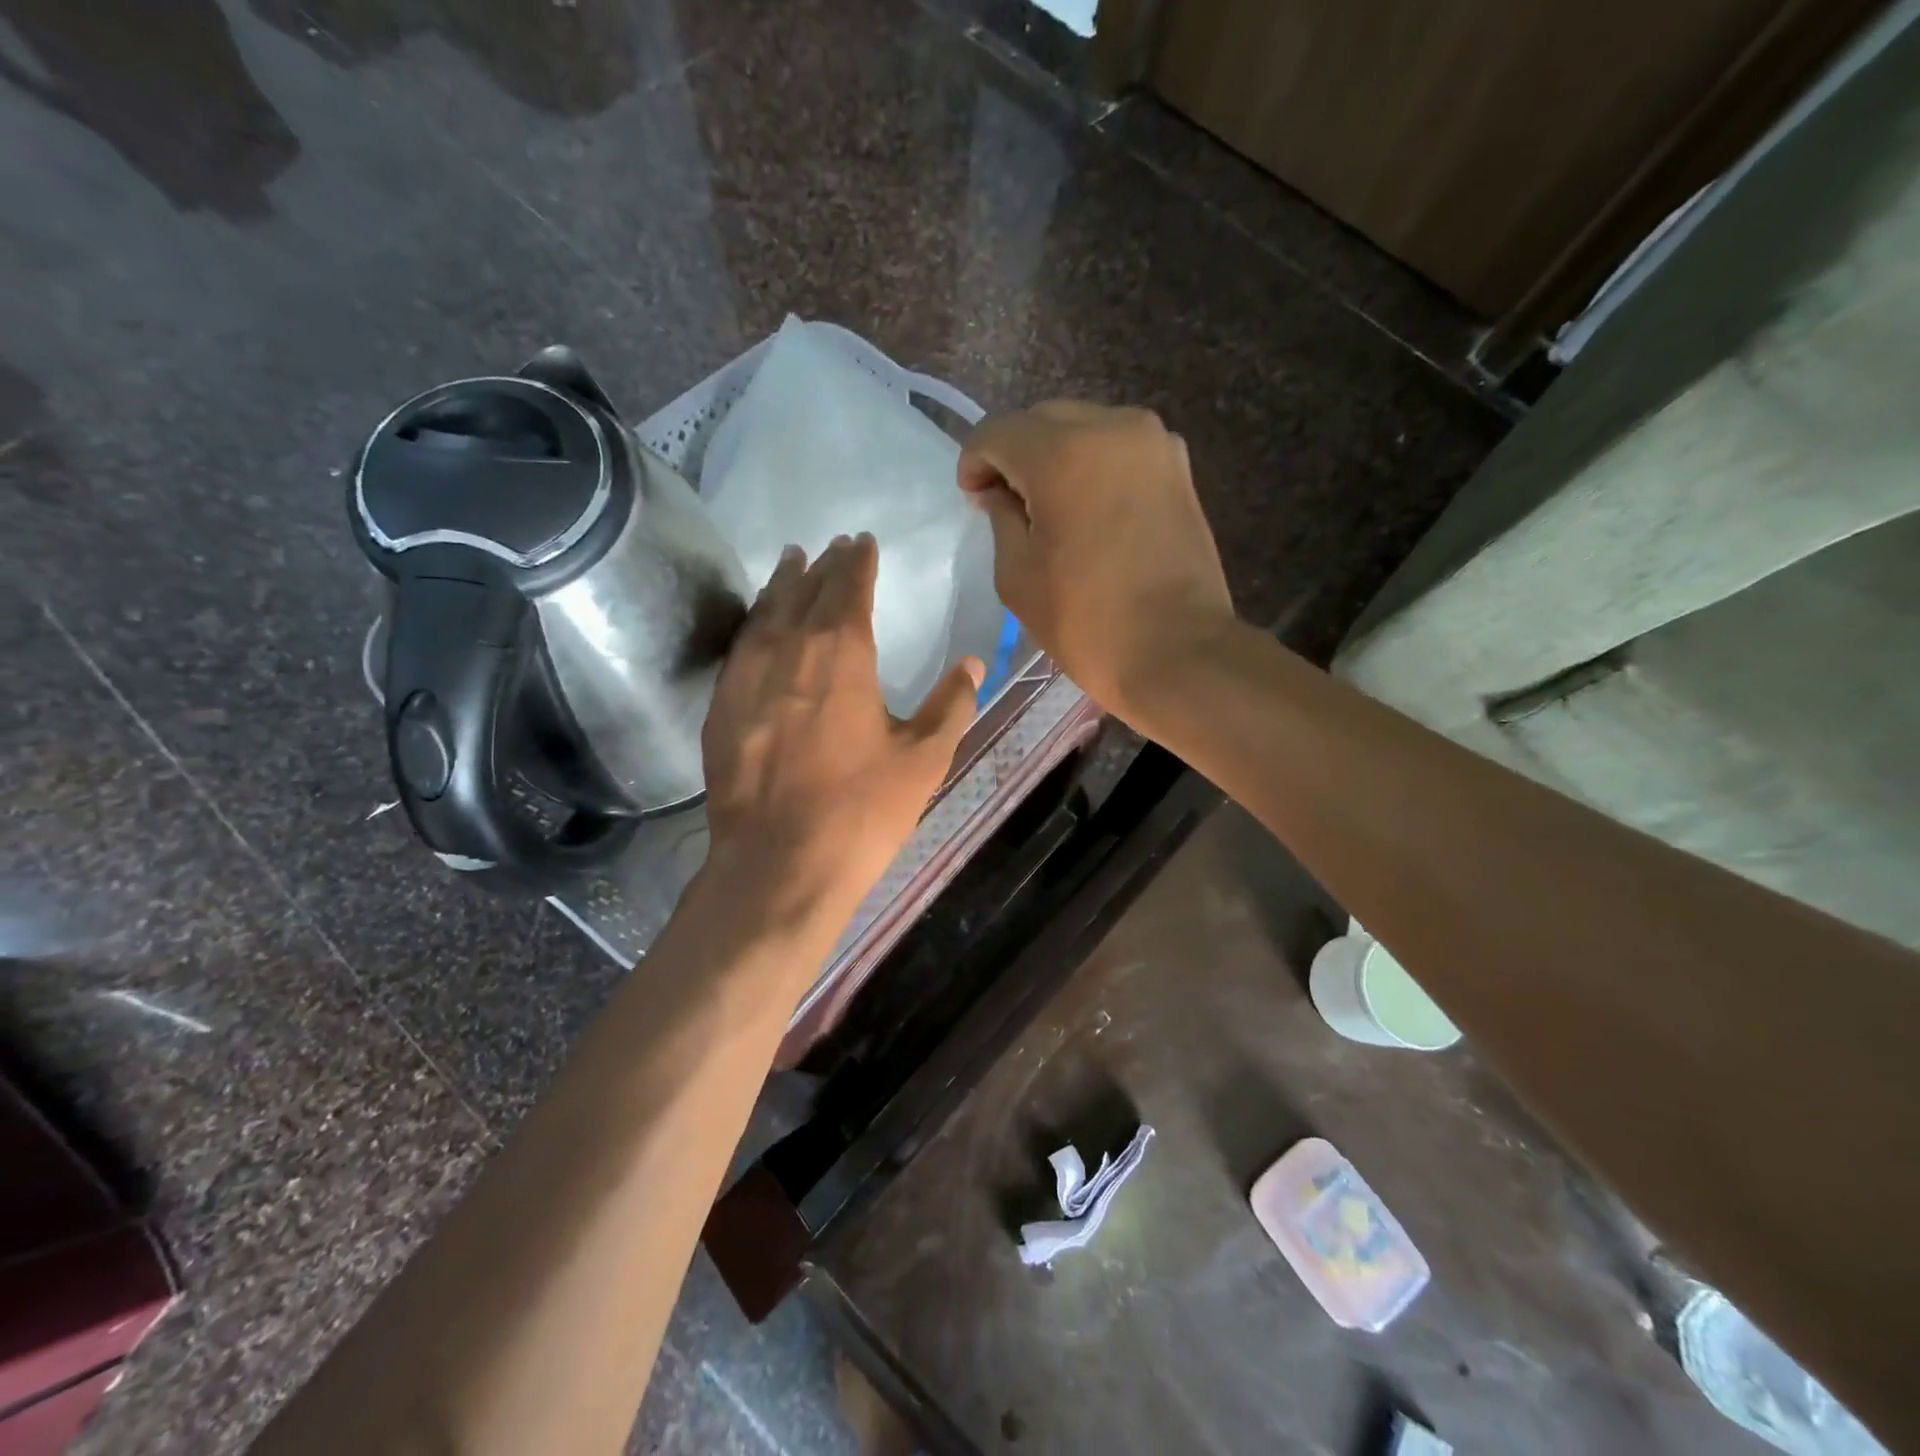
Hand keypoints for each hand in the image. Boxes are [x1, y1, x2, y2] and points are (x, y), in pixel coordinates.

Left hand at [702, 533, 982, 922]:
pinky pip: (740, 647)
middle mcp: (788, 650)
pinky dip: (754, 624)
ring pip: (765, 613)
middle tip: (831, 546)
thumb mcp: (923, 759)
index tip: (862, 542)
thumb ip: (951, 704)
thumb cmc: (861, 810)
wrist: (779, 864)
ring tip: (790, 562)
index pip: (849, 588)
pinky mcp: (721, 708)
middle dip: (822, 566)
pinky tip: (758, 625)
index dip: (858, 562)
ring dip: (782, 584)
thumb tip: (973, 662)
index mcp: (842, 653)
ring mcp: (746, 678)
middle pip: (805, 592)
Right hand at [958, 401, 1235, 717]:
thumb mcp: (1018, 576)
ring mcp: (1154, 443)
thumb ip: (1000, 518)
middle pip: (1042, 420)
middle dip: (1015, 455)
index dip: (974, 462)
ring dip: (1056, 457)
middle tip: (1006, 505)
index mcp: (1064, 453)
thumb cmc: (1087, 621)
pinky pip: (1118, 449)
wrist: (1178, 651)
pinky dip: (1093, 467)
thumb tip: (999, 492)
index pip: (997, 432)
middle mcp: (1113, 428)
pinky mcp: (1177, 467)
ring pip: (1083, 428)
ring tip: (1049, 509)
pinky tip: (1088, 510)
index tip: (974, 500)